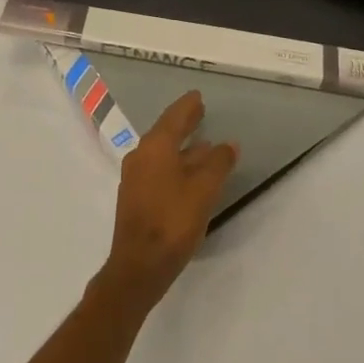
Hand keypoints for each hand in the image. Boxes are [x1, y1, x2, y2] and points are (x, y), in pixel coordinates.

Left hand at [97, 91, 237, 312]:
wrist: (139, 266)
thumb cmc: (172, 221)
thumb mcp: (204, 190)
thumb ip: (218, 163)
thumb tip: (228, 144)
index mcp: (155, 147)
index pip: (173, 117)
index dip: (187, 106)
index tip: (197, 96)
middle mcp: (141, 156)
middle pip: (165, 132)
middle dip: (183, 123)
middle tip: (199, 112)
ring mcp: (135, 178)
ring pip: (162, 153)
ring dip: (182, 147)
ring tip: (203, 145)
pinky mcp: (136, 198)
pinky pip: (158, 169)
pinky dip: (175, 164)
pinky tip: (189, 174)